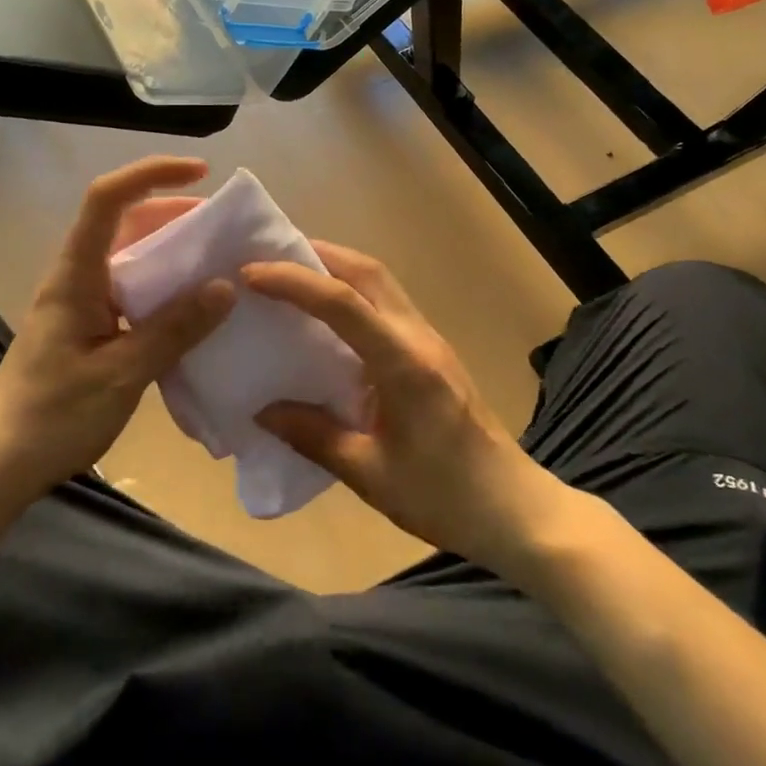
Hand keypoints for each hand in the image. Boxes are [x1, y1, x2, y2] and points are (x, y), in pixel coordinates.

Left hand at [0, 157, 232, 513]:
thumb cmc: (52, 417)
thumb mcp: (121, 374)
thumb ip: (173, 330)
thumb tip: (225, 287)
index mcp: (75, 275)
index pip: (107, 199)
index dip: (151, 174)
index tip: (200, 172)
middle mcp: (77, 277)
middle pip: (124, 222)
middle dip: (173, 213)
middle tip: (224, 227)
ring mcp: (81, 303)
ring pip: (130, 258)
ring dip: (172, 252)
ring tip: (219, 263)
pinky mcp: (88, 329)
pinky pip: (131, 292)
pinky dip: (164, 289)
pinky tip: (194, 310)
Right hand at [243, 243, 561, 569]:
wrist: (516, 510)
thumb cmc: (445, 497)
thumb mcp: (371, 475)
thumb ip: (314, 436)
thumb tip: (262, 411)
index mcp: (403, 363)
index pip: (343, 303)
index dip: (294, 282)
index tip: (249, 273)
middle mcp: (418, 337)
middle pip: (367, 271)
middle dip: (316, 254)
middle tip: (269, 258)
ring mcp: (429, 341)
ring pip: (379, 281)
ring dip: (335, 267)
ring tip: (290, 276)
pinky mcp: (430, 353)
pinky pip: (384, 304)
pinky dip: (349, 292)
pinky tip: (324, 316)